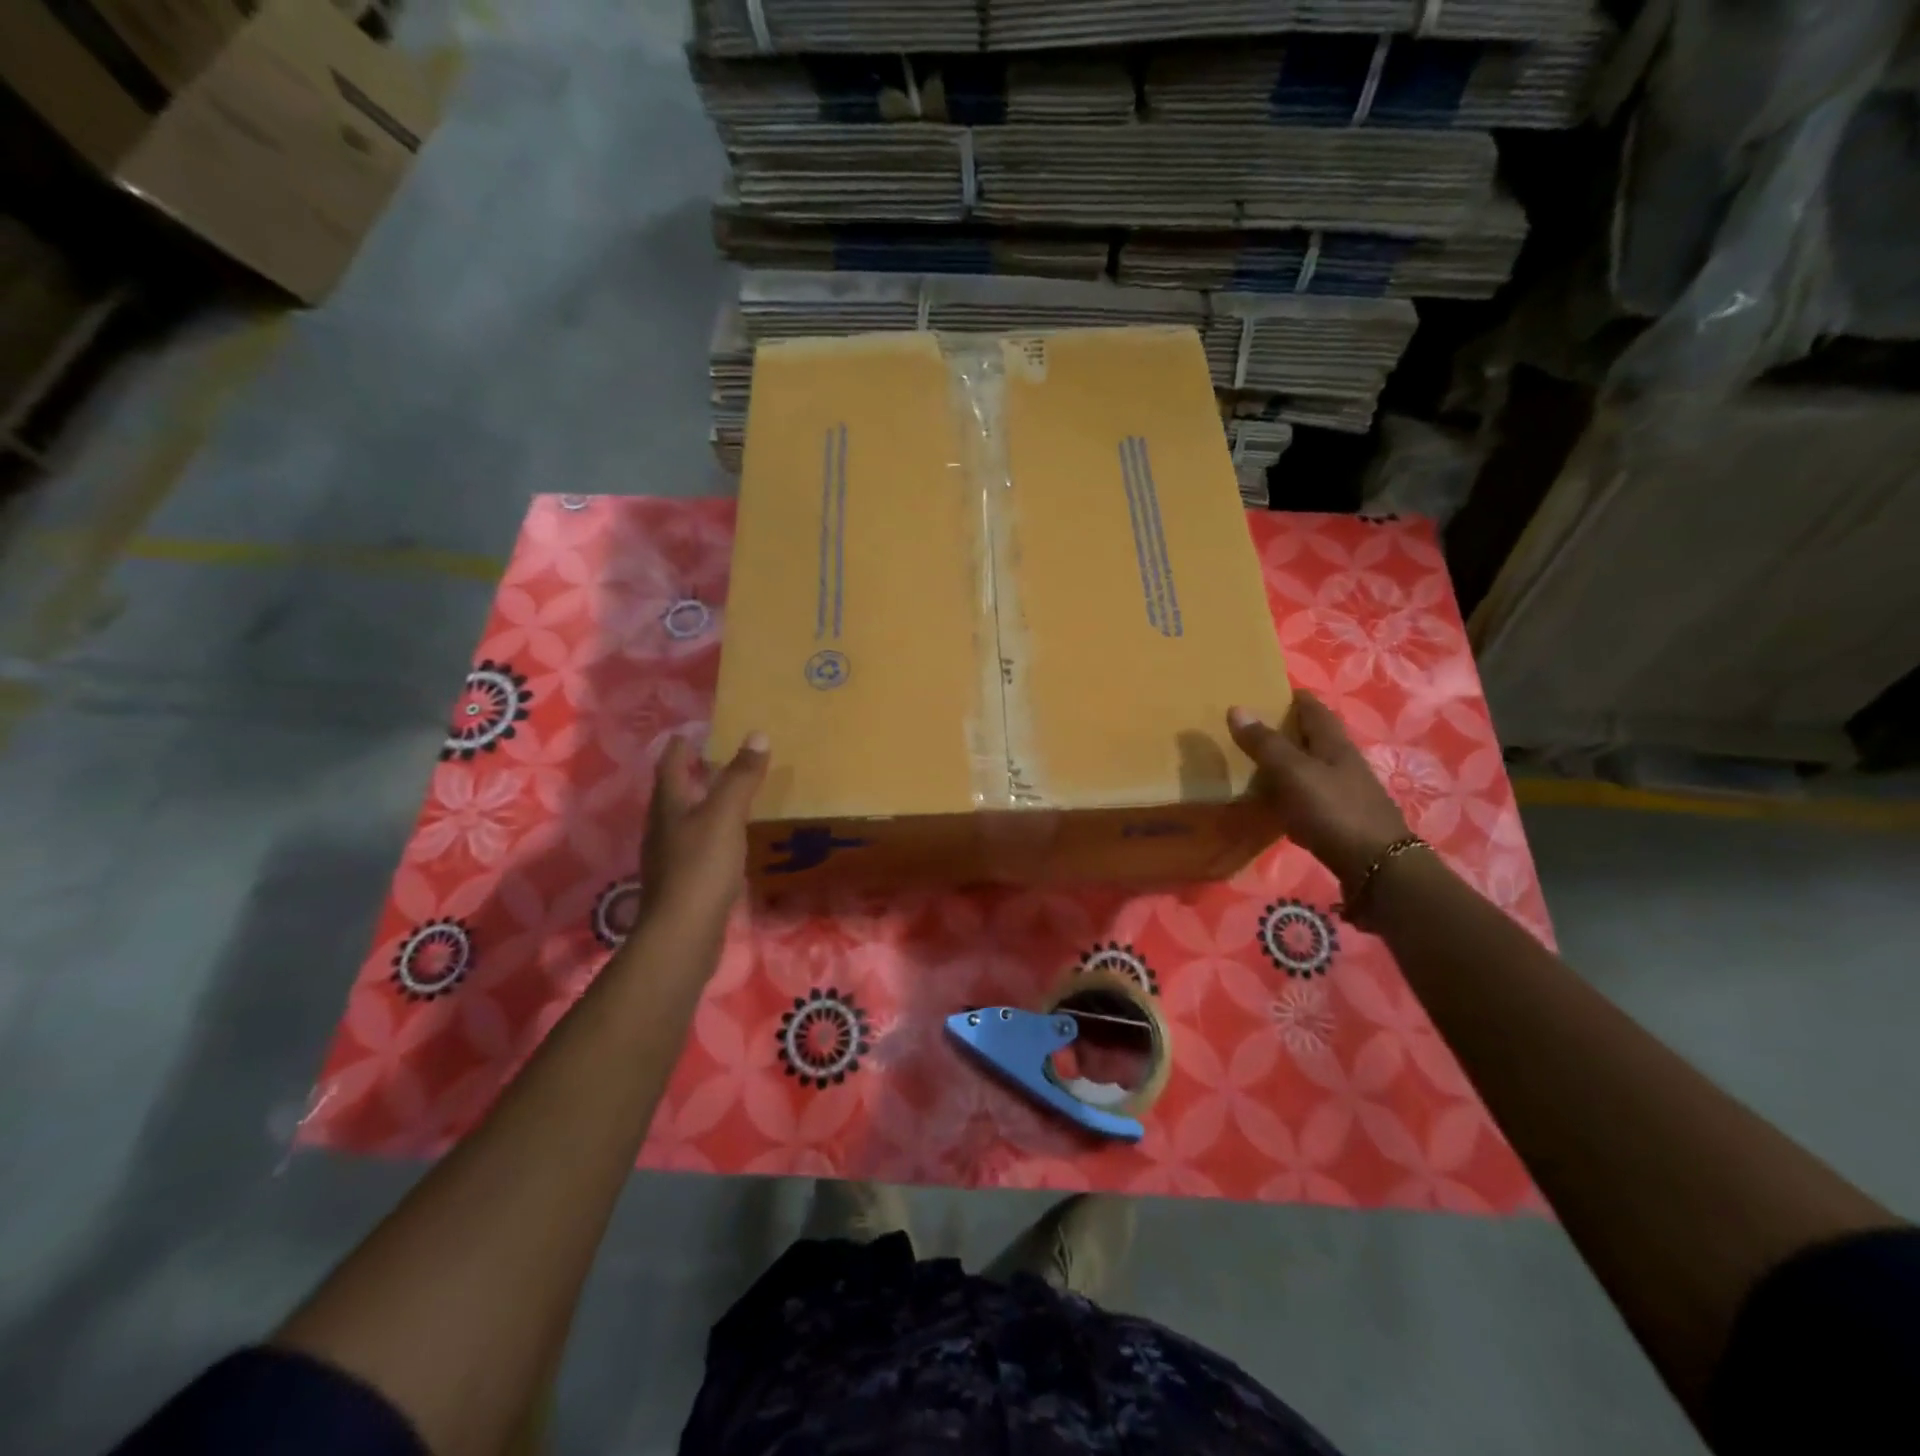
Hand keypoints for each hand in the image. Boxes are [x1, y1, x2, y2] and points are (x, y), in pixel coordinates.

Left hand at [634, 732, 769, 940]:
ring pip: (684, 819)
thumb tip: (757, 734)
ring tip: (729, 795)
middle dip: (694, 773)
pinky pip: (695, 845)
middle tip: (720, 758)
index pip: (672, 763)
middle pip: (675, 790)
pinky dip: (711, 832)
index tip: (697, 731)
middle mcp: (663, 826)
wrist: (683, 933)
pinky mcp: (682, 881)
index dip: (683, 744)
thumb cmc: (702, 865)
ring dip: (703, 803)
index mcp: (669, 804)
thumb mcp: (726, 814)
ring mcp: (669, 856)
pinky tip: (729, 839)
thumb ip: (741, 776)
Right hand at [1227, 691, 1409, 893]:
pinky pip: (1312, 798)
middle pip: (1315, 738)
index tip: (1267, 692)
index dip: (1293, 697)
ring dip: (1289, 763)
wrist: (1376, 866)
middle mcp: (1344, 763)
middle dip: (1288, 730)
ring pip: (1313, 768)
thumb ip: (1265, 743)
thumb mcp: (1293, 773)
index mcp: (1334, 744)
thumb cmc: (1333, 810)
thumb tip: (1237, 708)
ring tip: (1257, 765)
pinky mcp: (1342, 820)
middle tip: (1253, 729)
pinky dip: (1293, 794)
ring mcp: (1346, 793)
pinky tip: (1277, 805)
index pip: (1314, 708)